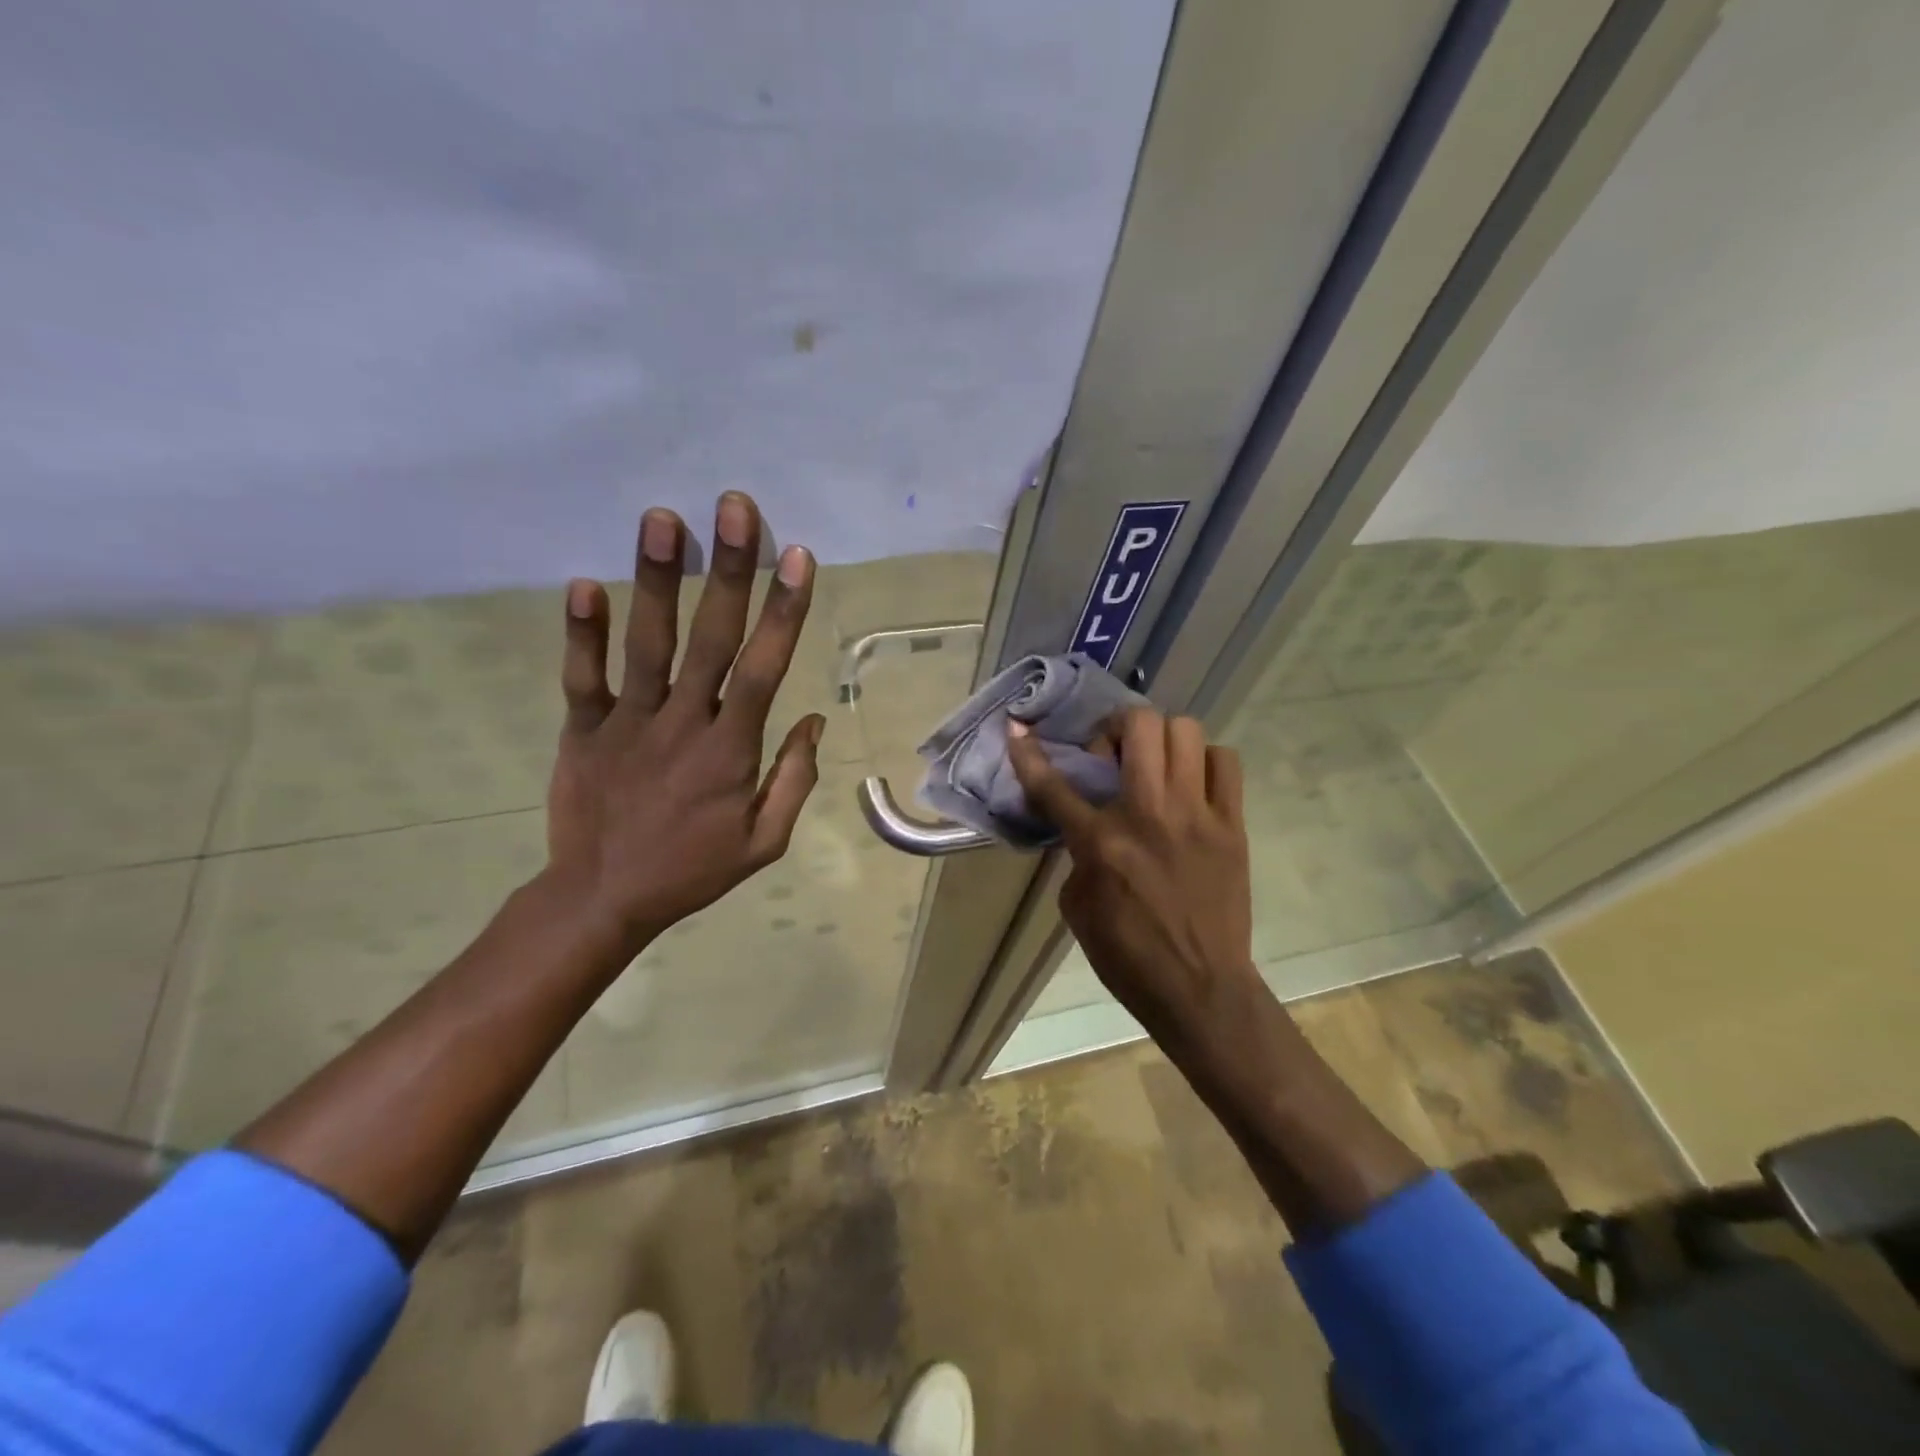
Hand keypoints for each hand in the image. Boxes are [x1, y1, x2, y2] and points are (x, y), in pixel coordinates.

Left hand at [542, 491, 824, 955]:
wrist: (603, 898)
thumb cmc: (693, 869)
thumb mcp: (764, 842)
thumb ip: (794, 779)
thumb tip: (814, 720)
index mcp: (731, 749)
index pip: (764, 669)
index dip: (783, 611)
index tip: (796, 556)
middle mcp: (683, 722)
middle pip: (710, 638)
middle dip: (727, 570)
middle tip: (734, 507)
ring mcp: (628, 722)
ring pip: (647, 644)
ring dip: (655, 580)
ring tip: (661, 517)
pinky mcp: (583, 729)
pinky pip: (583, 676)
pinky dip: (581, 633)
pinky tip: (582, 583)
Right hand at [1007, 708, 1253, 1030]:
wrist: (1200, 989)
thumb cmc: (1128, 956)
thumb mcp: (1078, 907)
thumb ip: (1078, 854)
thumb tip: (1086, 824)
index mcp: (1101, 842)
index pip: (1054, 785)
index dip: (1028, 754)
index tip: (1017, 730)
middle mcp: (1149, 815)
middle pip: (1138, 726)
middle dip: (1115, 728)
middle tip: (1113, 755)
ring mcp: (1197, 815)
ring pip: (1185, 731)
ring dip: (1161, 739)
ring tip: (1156, 765)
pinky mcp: (1232, 825)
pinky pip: (1225, 763)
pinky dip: (1204, 761)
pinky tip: (1192, 784)